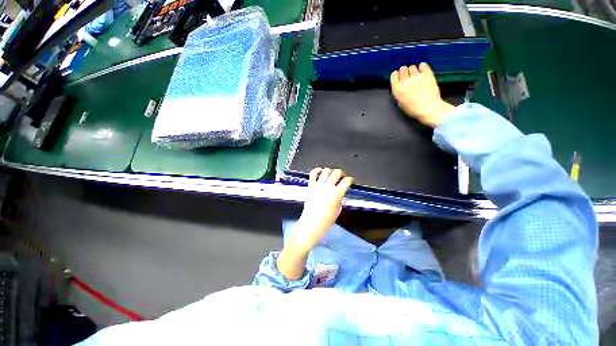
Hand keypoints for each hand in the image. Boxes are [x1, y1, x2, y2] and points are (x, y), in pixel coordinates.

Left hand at [292, 168, 353, 251]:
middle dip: (341, 173)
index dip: (350, 179)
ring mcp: (317, 185)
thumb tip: (341, 192)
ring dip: (331, 171)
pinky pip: (313, 173)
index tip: (350, 181)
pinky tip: (321, 172)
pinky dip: (318, 170)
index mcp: (336, 194)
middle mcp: (327, 187)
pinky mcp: (310, 186)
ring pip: (326, 170)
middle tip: (341, 178)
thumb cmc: (325, 221)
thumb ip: (340, 199)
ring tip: (331, 176)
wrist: (311, 224)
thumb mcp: (338, 210)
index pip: (346, 181)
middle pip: (337, 172)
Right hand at [390, 62, 455, 127]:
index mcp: (397, 89)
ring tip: (416, 75)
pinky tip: (423, 70)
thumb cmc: (413, 109)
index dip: (396, 75)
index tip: (398, 77)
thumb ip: (399, 94)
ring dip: (413, 70)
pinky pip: (423, 65)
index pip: (394, 75)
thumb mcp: (401, 103)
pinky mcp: (427, 74)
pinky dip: (422, 67)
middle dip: (404, 72)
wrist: (428, 108)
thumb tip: (401, 88)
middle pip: (403, 69)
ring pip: (412, 67)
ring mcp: (416, 76)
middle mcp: (405, 81)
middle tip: (407, 76)